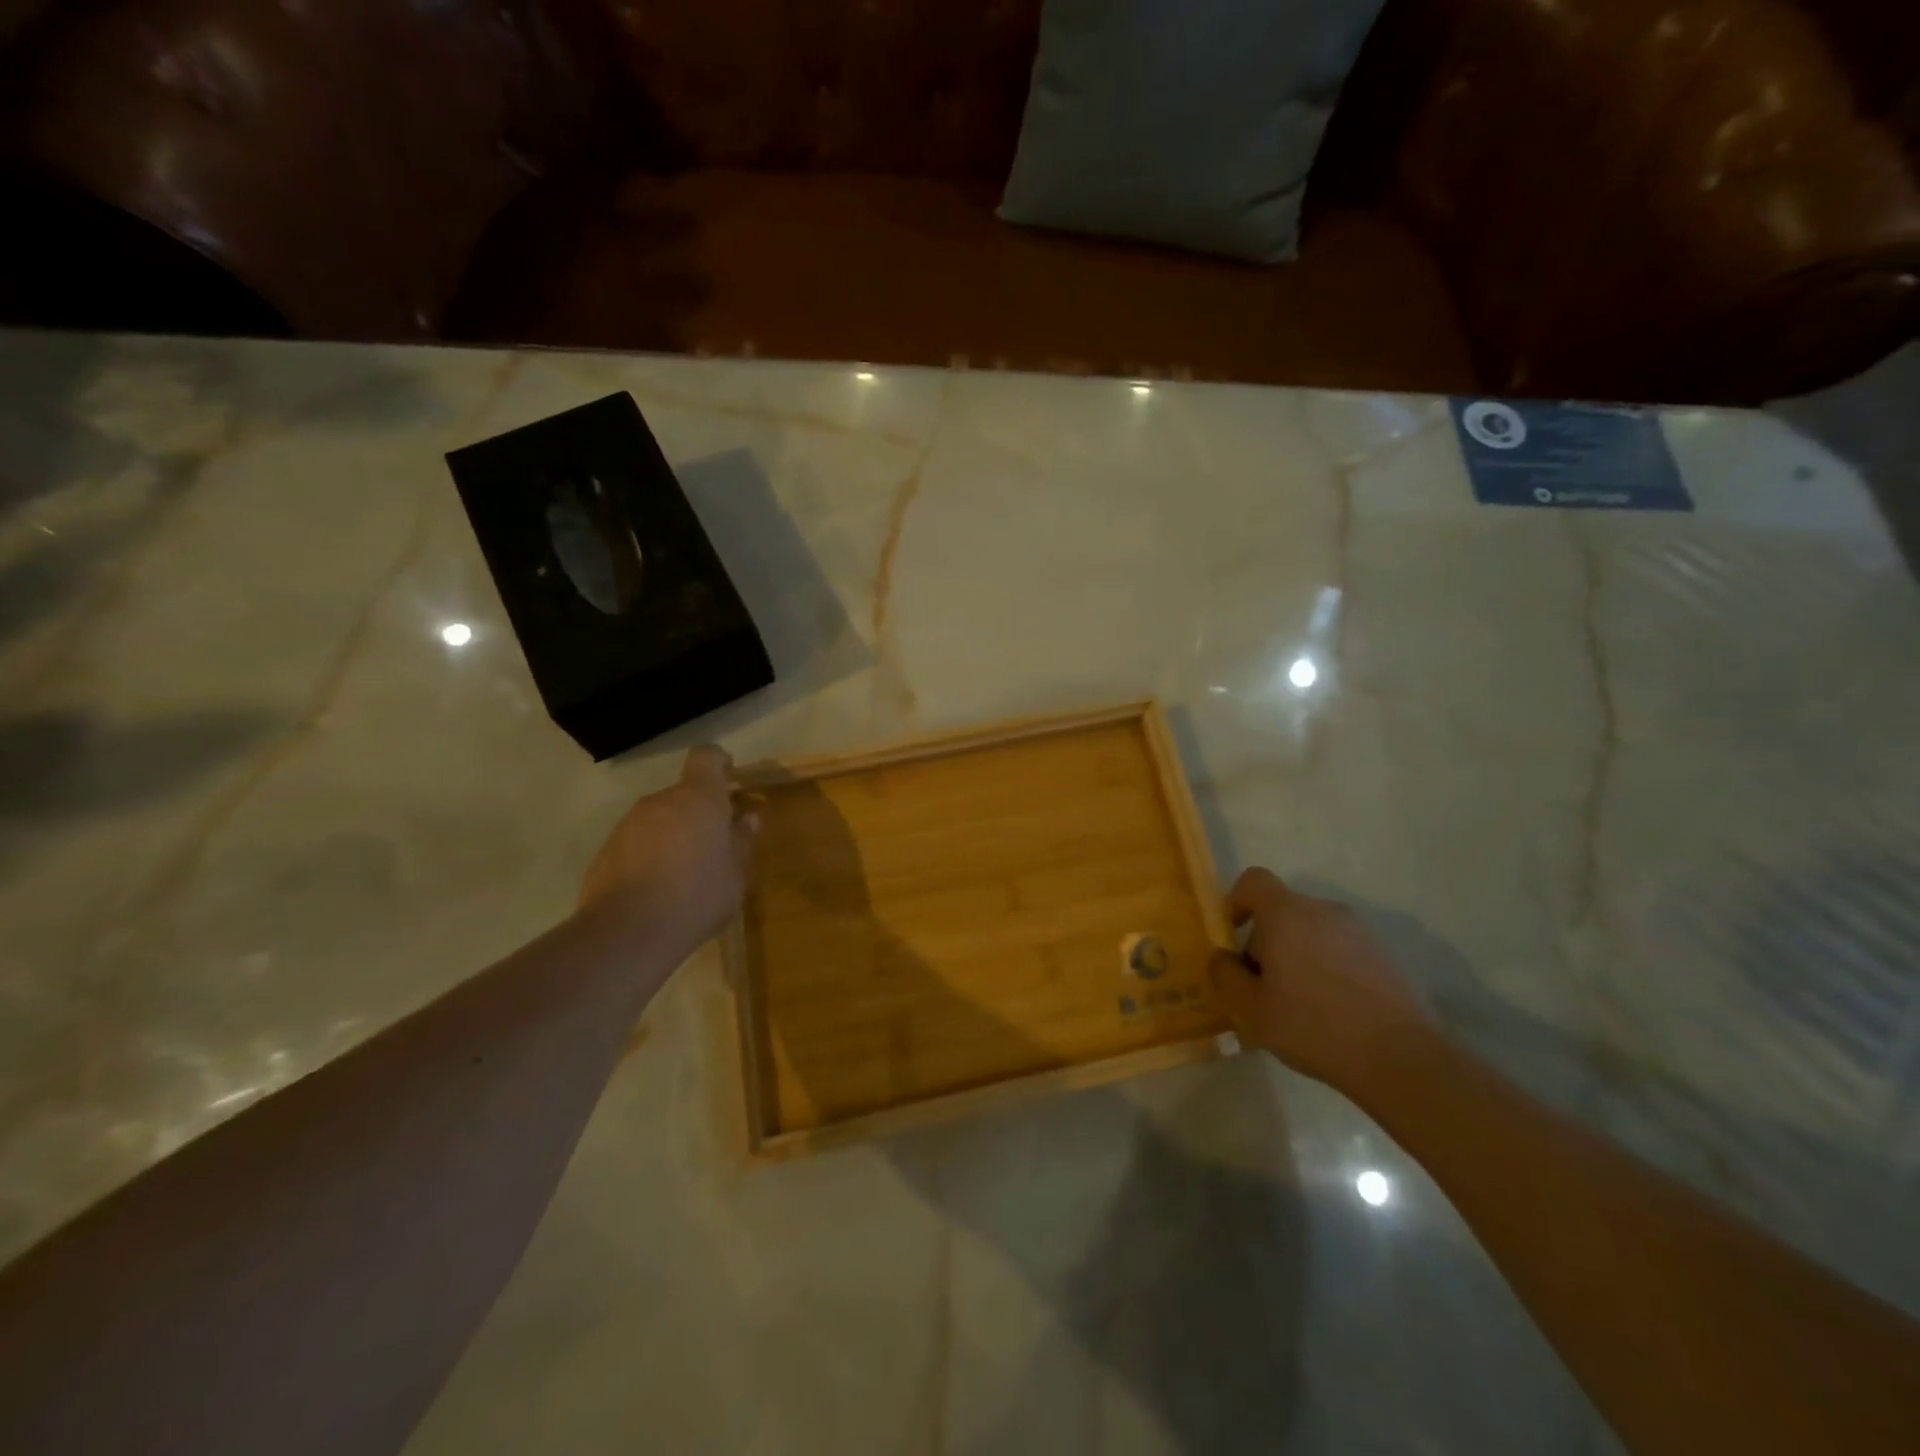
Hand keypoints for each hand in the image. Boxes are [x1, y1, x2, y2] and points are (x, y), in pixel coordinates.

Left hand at [579, 746, 758, 952]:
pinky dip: (651, 855)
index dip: (719, 763)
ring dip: (674, 835)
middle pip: (684, 793)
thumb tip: (747, 818)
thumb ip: (741, 841)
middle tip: (716, 844)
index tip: (731, 778)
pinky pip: (638, 842)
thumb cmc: (697, 896)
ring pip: (660, 819)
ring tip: (687, 873)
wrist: (627, 933)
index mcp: (698, 798)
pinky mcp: (606, 851)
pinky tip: (659, 889)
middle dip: (700, 812)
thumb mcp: (736, 874)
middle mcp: (660, 801)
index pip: (706, 757)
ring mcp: (628, 825)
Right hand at [1208, 868, 1429, 1090]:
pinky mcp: (1384, 954)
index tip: (1234, 935)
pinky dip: (1328, 966)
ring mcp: (1359, 931)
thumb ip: (1225, 975)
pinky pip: (1341, 948)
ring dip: (1298, 953)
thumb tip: (1222, 956)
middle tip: (1264, 985)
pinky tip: (1333, 1009)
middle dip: (1266, 938)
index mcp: (1286, 914)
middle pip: (1283, 909)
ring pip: (1313, 930)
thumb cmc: (1313, 1027)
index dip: (1236, 901)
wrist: (1401, 1057)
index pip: (1253, 881)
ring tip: (1300, 1001)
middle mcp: (1323, 911)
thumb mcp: (1251, 1009)